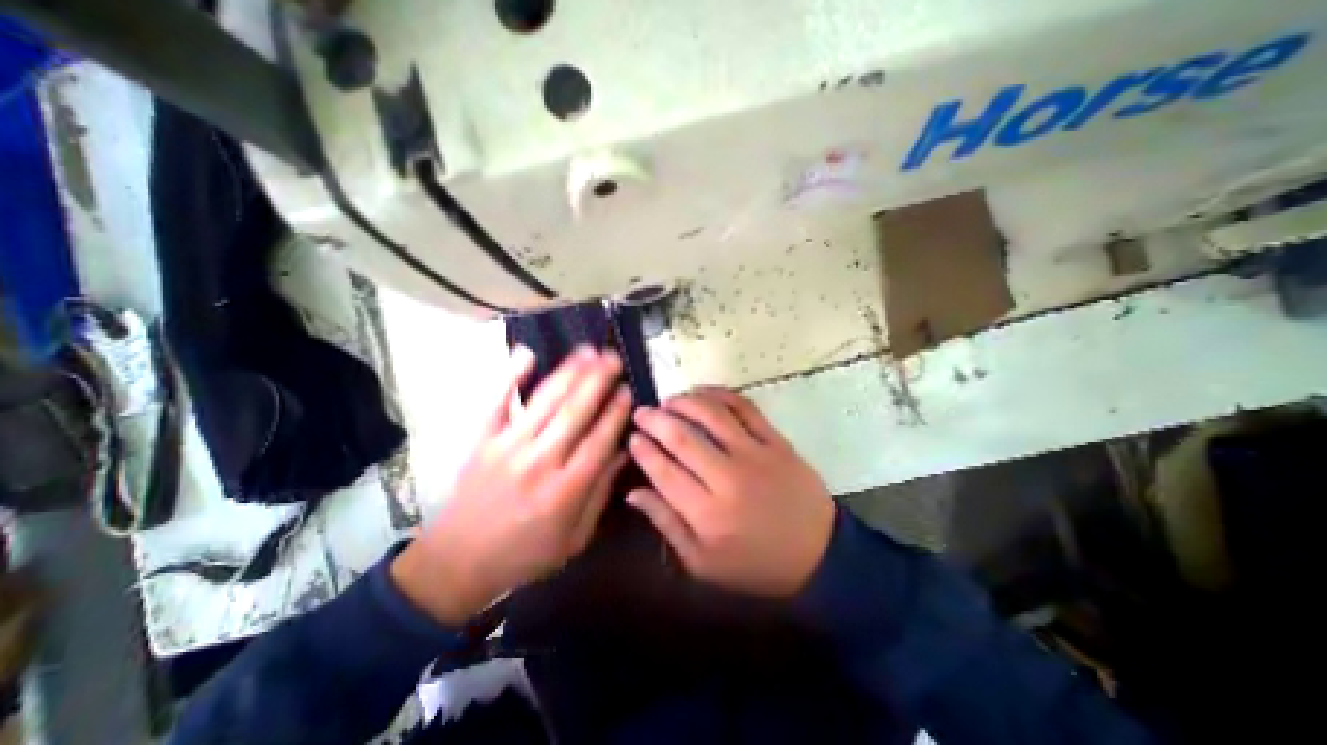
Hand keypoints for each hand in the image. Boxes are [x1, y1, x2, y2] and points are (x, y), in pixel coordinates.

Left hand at [391, 346, 626, 626]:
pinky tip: (527, 353)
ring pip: (545, 402)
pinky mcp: (481, 441)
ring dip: (568, 373)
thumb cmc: (525, 553)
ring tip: (587, 351)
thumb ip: (601, 492)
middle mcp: (539, 463)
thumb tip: (622, 451)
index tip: (627, 390)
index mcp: (565, 491)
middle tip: (613, 357)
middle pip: (574, 413)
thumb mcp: (575, 537)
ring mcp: (506, 448)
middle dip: (597, 381)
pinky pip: (497, 402)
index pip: (599, 441)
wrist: (457, 563)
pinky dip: (510, 376)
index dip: (615, 412)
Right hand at [630, 386, 832, 595]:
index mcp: (707, 514)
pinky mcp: (776, 442)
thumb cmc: (755, 564)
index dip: (643, 449)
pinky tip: (704, 394)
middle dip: (655, 420)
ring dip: (684, 402)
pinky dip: (720, 394)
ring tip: (670, 401)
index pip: (663, 471)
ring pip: (712, 415)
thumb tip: (633, 492)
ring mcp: (756, 455)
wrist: (818, 555)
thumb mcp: (702, 563)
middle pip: (682, 438)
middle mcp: (728, 479)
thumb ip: (666, 524)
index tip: (632, 437)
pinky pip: (745, 408)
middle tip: (642, 412)